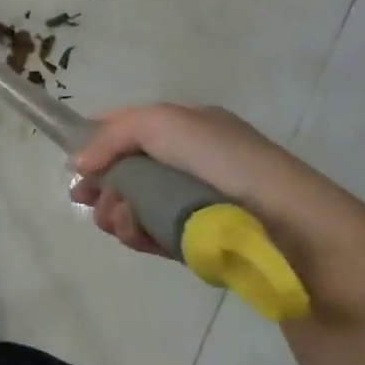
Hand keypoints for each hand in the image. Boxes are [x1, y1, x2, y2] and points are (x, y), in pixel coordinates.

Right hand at [69, 104, 339, 257]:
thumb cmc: (225, 162)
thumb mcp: (162, 123)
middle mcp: (187, 162)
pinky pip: (151, 235)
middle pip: (123, 170)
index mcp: (186, 127)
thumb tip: (80, 164)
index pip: (128, 127)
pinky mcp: (195, 241)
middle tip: (87, 198)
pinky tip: (138, 237)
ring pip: (132, 205)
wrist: (290, 227)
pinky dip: (138, 235)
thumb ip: (112, 135)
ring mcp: (191, 203)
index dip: (96, 141)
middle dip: (101, 184)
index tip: (74, 162)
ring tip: (123, 220)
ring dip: (116, 212)